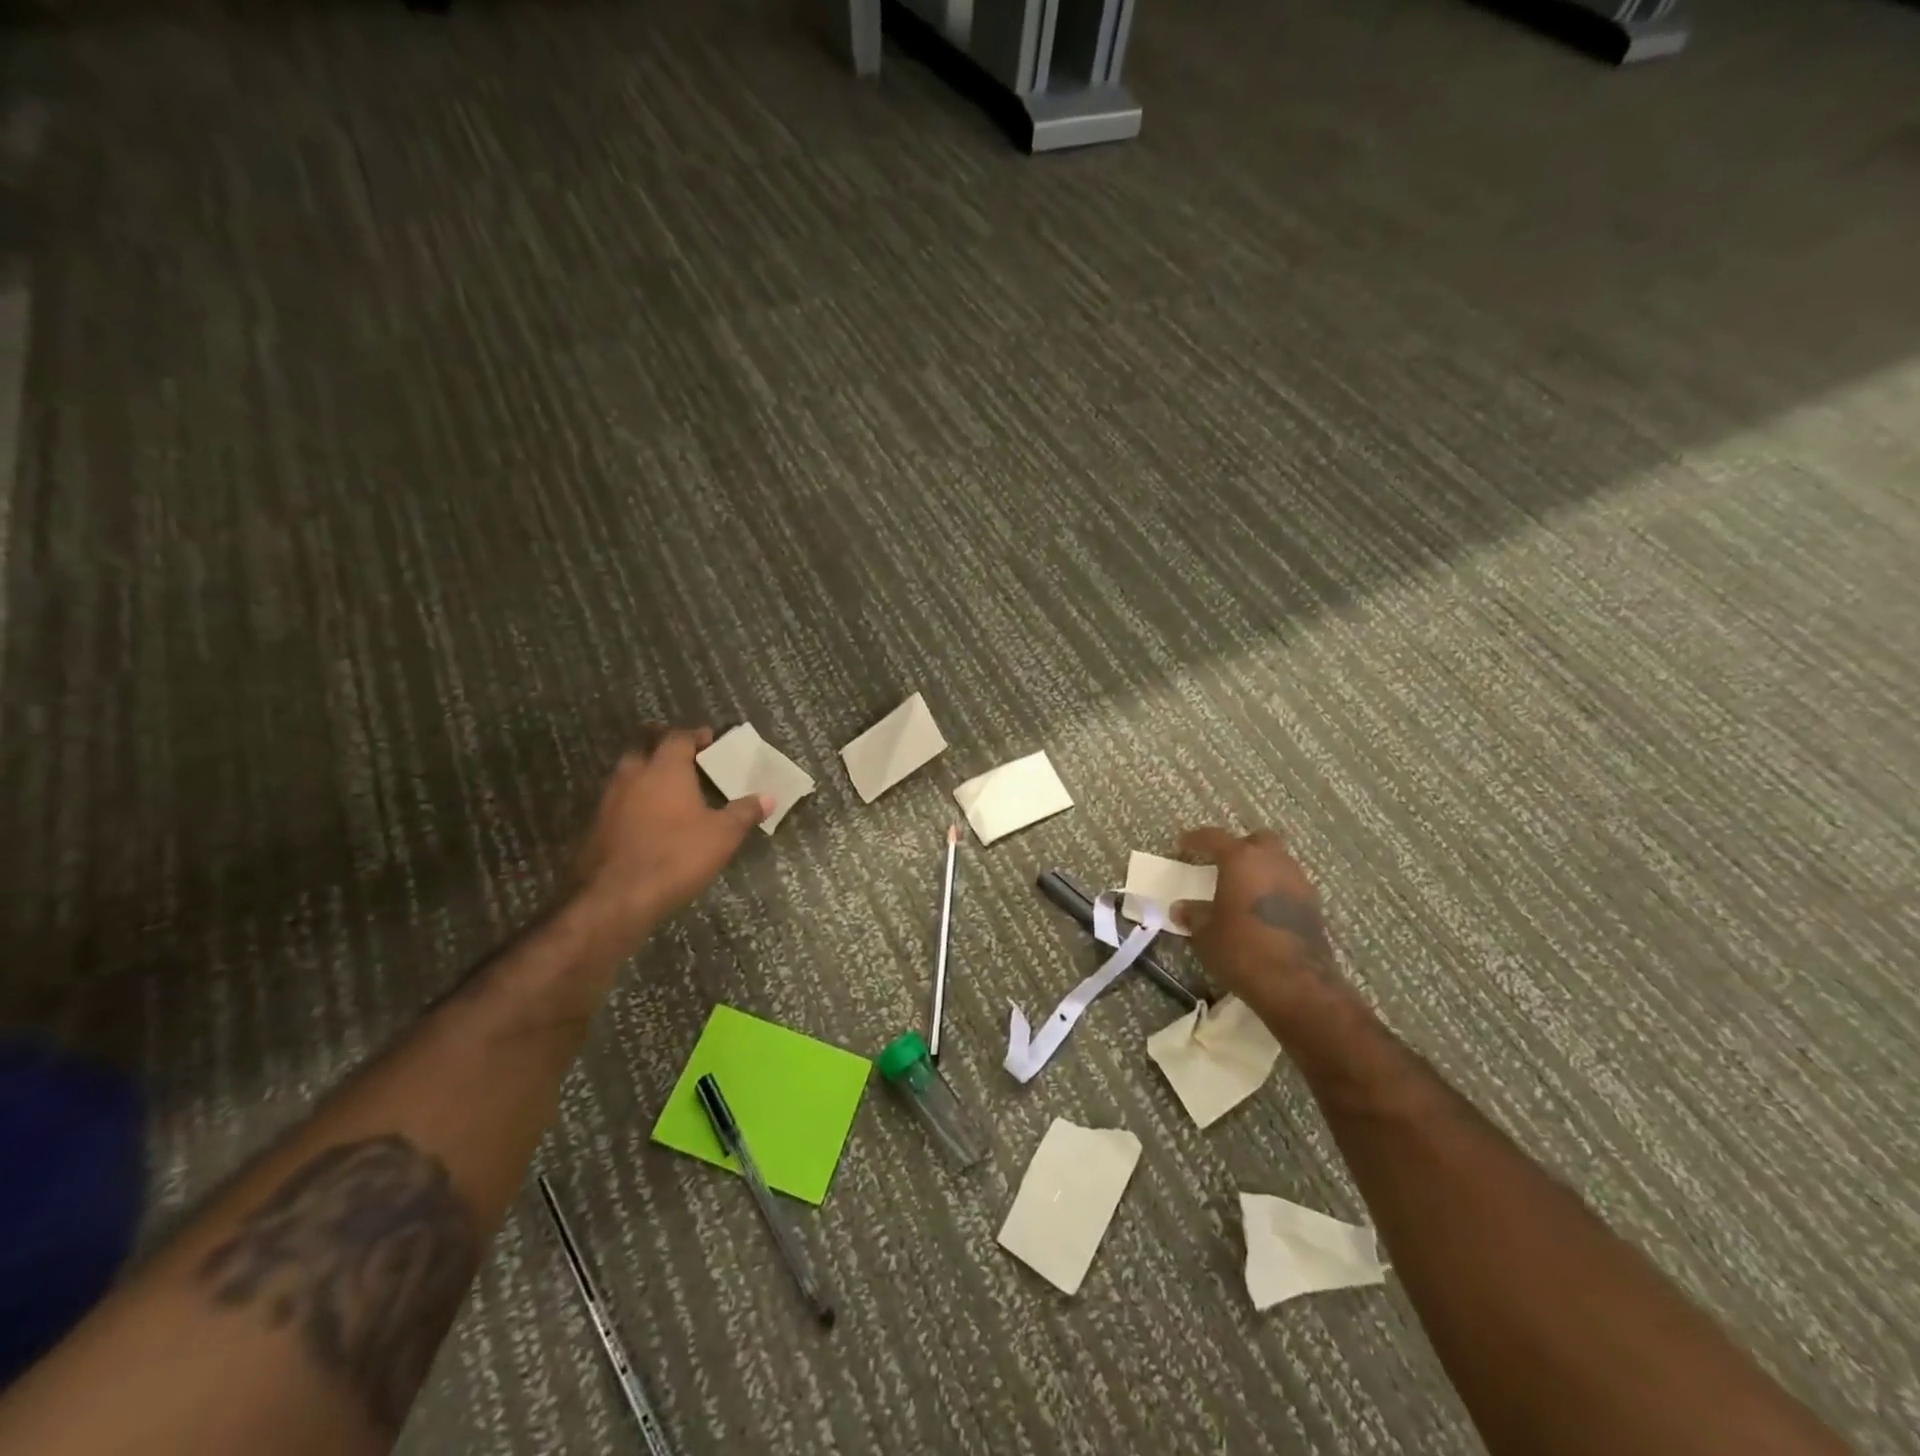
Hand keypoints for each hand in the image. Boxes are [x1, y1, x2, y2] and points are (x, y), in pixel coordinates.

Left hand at [571, 726, 769, 941]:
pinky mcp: (595, 826)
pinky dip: (634, 801)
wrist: (613, 899)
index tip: (710, 740)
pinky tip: (648, 820)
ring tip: (670, 789)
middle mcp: (632, 775)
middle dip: (664, 747)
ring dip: (647, 774)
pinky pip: (618, 801)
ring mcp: (608, 800)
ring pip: (628, 773)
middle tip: (687, 758)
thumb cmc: (674, 856)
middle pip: (645, 747)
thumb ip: (744, 813)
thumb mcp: (722, 836)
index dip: (695, 736)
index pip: (678, 737)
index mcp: (664, 769)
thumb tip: (768, 797)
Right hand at [1171, 827, 1341, 1022]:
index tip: (1183, 844)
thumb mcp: (1206, 933)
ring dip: (1260, 869)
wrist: (1295, 982)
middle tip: (1223, 864)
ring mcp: (1298, 882)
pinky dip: (1274, 890)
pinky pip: (1289, 885)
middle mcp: (1273, 861)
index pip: (1214, 837)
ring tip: (1243, 889)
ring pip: (1277, 862)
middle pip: (1257, 841)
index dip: (1197, 839)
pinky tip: (1262, 910)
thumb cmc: (1241, 948)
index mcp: (1241, 859)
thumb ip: (1194, 914)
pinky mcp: (1313, 905)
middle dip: (1240, 847)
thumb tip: (1181, 909)